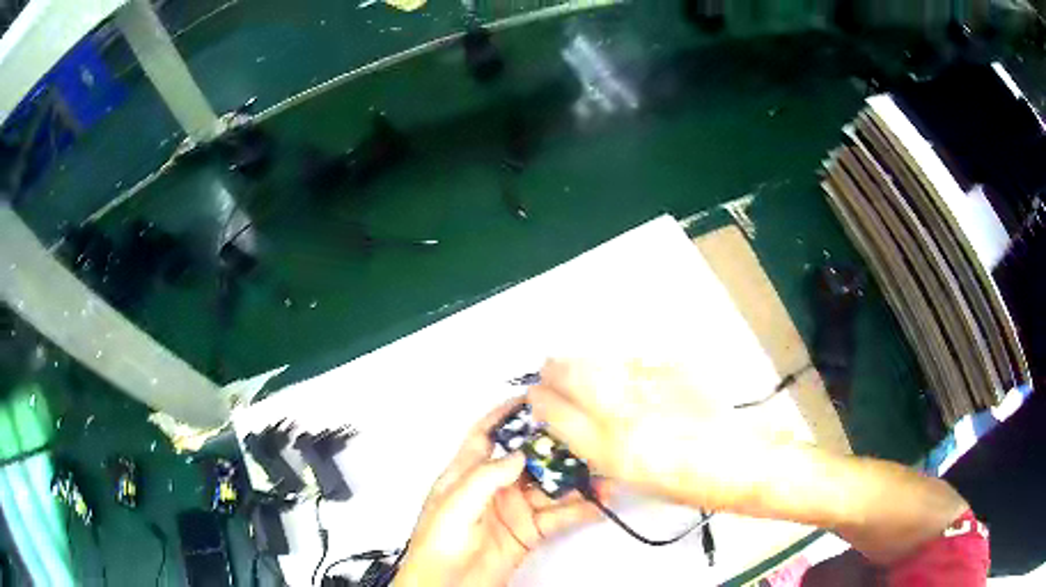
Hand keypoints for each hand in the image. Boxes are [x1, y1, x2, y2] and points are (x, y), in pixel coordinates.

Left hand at [394, 398, 605, 586]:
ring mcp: (514, 510)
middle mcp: (493, 488)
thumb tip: (518, 454)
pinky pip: (558, 516)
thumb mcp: (455, 506)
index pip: (486, 435)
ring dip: (576, 481)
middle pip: (529, 460)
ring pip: (550, 487)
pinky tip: (598, 502)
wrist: (446, 586)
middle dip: (555, 448)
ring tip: (602, 473)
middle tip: (584, 438)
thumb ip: (485, 477)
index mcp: (466, 474)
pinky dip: (580, 509)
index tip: (534, 397)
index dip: (506, 415)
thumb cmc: (437, 546)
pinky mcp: (529, 531)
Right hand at [528, 359, 770, 509]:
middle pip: (571, 374)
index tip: (536, 395)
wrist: (739, 460)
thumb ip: (601, 447)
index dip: (540, 401)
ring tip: (580, 363)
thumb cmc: (686, 483)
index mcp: (611, 451)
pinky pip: (636, 360)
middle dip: (554, 369)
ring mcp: (652, 387)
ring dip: (583, 361)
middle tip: (552, 368)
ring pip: (601, 360)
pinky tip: (628, 371)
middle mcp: (625, 415)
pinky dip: (622, 364)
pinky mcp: (675, 369)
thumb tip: (579, 419)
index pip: (556, 413)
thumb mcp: (632, 476)